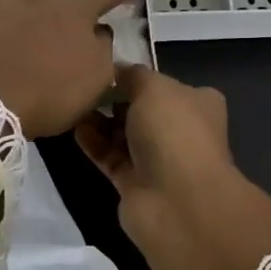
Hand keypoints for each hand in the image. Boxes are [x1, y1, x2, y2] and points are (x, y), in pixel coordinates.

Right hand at [76, 65, 270, 269]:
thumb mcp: (153, 87)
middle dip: (115, 98)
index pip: (166, 84)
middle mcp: (181, 130)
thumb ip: (132, 75)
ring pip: (124, 134)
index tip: (107, 68)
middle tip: (85, 85)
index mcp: (198, 103)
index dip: (138, 76)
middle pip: (142, 109)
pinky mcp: (136, 183)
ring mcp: (159, 160)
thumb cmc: (173, 131)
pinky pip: (110, 156)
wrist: (177, 201)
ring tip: (72, 103)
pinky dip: (94, 143)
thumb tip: (117, 70)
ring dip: (100, 120)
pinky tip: (75, 127)